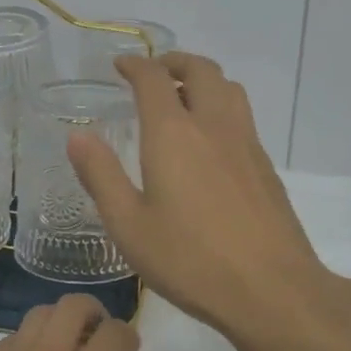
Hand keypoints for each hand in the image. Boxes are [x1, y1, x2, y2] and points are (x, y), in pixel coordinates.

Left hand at [0, 293, 188, 350]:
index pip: (114, 329)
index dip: (128, 334)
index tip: (132, 350)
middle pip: (71, 306)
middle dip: (94, 313)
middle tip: (102, 337)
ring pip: (36, 317)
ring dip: (58, 323)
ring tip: (67, 349)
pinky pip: (7, 343)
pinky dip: (26, 344)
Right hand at [67, 52, 325, 336]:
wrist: (272, 289)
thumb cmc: (190, 260)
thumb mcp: (129, 225)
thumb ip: (101, 175)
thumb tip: (78, 136)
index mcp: (173, 133)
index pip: (154, 78)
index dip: (136, 64)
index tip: (121, 65)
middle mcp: (213, 125)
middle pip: (200, 70)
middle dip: (174, 61)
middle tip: (155, 72)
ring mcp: (246, 143)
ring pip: (228, 88)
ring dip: (204, 79)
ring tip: (184, 96)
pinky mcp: (266, 165)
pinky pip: (243, 116)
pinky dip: (222, 106)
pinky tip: (211, 141)